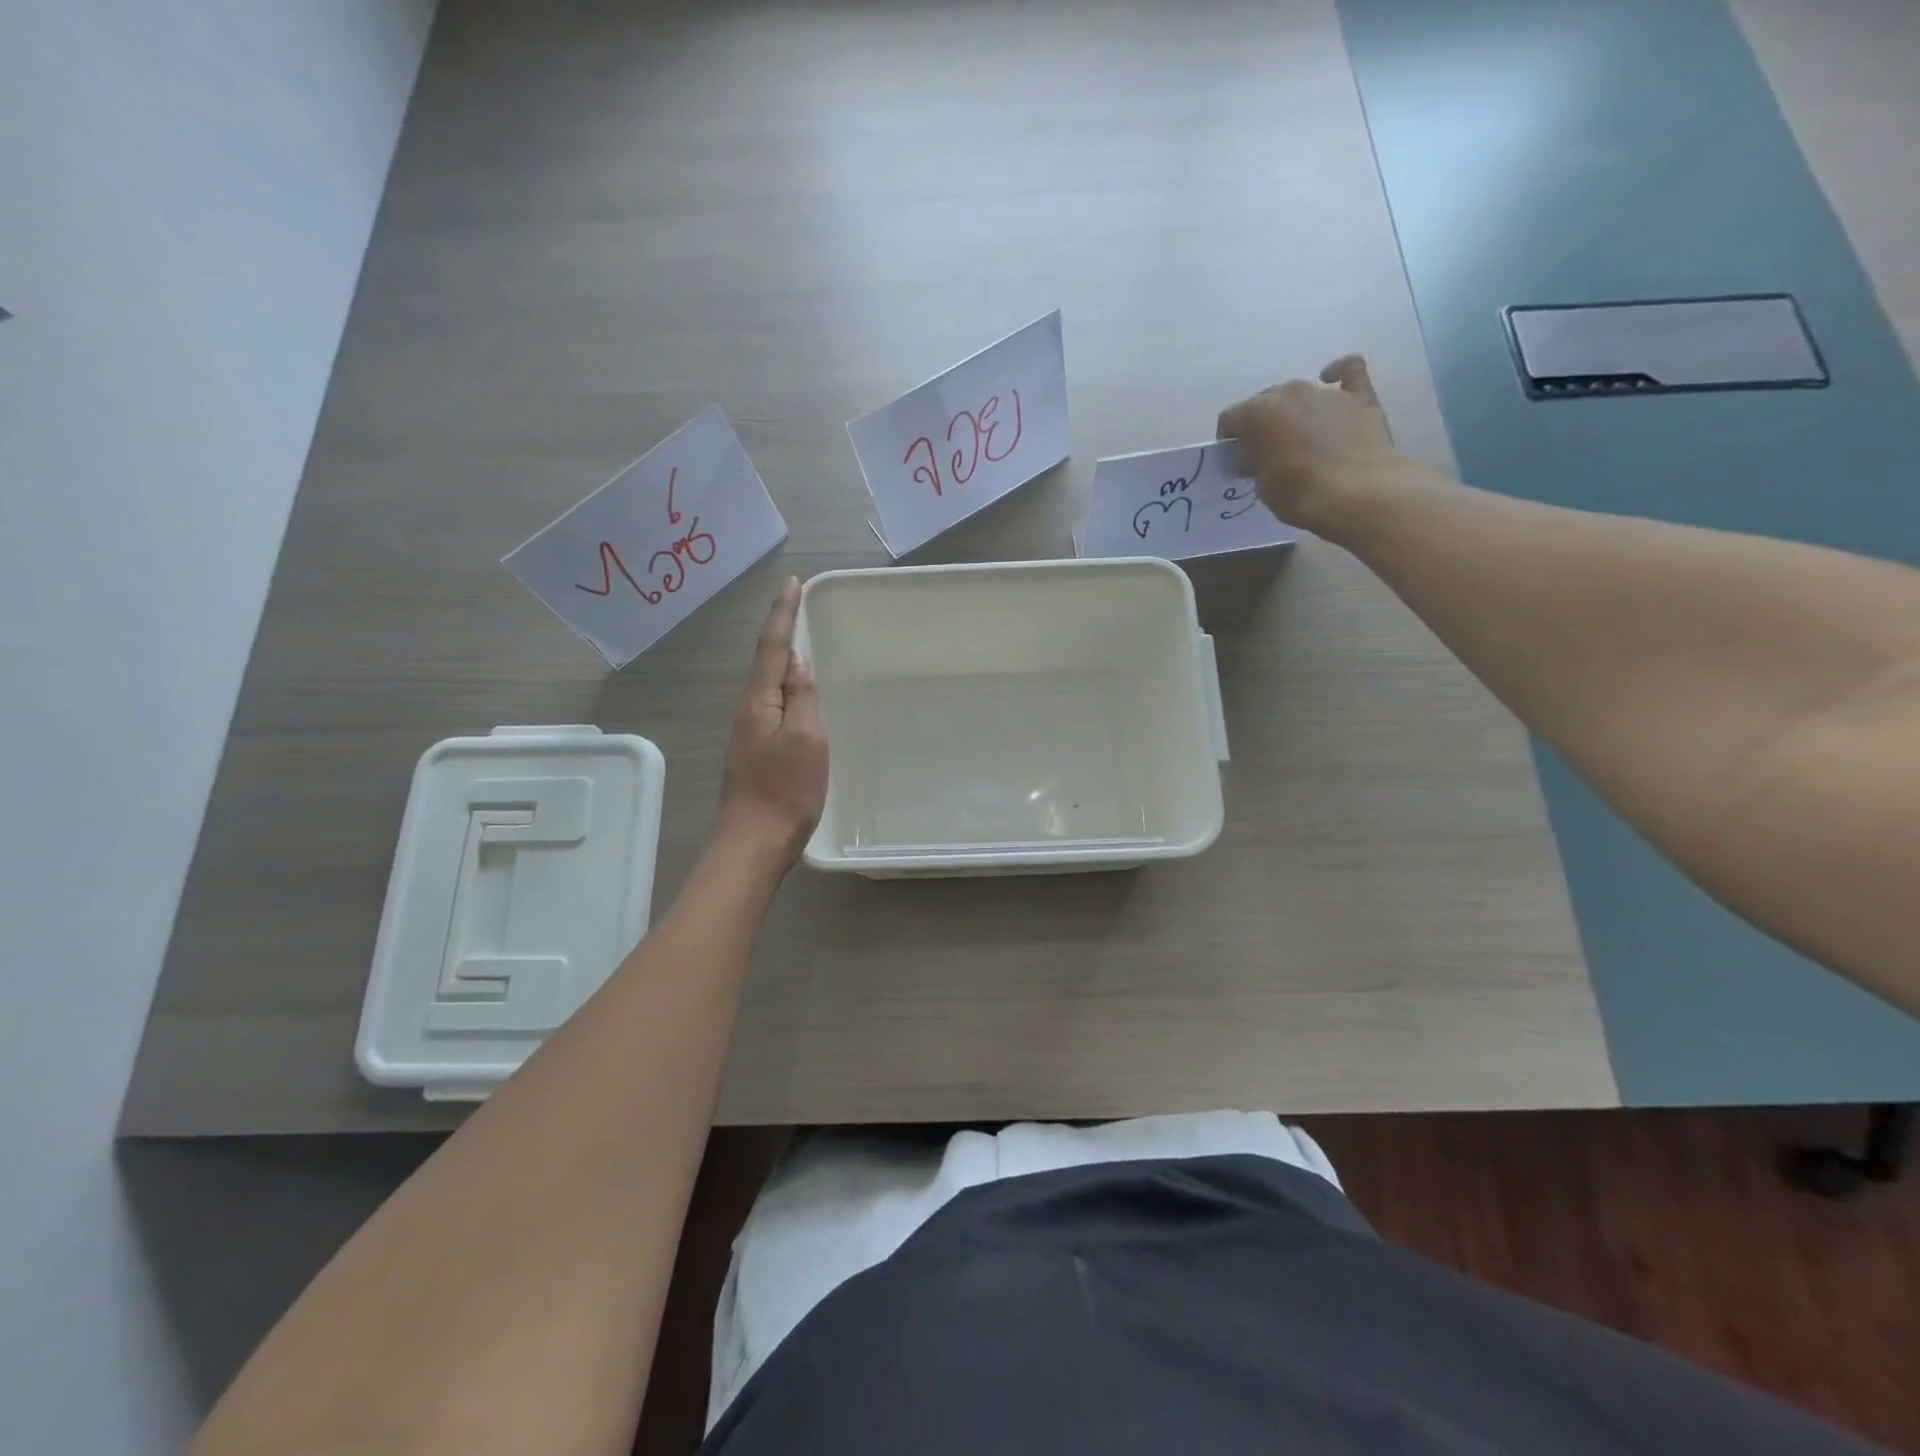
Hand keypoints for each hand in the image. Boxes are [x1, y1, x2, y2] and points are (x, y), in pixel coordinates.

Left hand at [716, 578, 827, 865]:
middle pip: (765, 662)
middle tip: (799, 606)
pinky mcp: (755, 751)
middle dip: (780, 631)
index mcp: (759, 702)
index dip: (783, 615)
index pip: (772, 648)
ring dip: (782, 660)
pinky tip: (797, 694)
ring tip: (801, 643)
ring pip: (767, 685)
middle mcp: (748, 711)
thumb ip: (802, 696)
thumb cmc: (786, 790)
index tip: (791, 584)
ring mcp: (748, 732)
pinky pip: (771, 705)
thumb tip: (797, 659)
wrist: (754, 842)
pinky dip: (785, 688)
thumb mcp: (807, 738)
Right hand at [1217, 355, 1398, 530]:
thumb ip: (1255, 463)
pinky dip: (1339, 373)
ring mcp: (1326, 392)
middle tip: (1267, 452)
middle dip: (1261, 424)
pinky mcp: (1360, 397)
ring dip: (1294, 411)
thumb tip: (1257, 457)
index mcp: (1258, 413)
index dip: (1229, 440)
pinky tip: (1333, 379)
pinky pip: (1349, 371)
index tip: (1235, 460)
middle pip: (1264, 402)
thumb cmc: (1299, 494)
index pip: (1230, 418)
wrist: (1357, 493)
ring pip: (1299, 393)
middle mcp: (1289, 393)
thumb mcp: (1262, 486)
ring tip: (1300, 436)